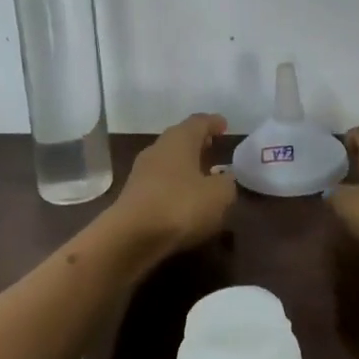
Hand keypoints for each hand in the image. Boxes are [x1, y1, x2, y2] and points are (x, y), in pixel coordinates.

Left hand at [109, 113, 236, 257]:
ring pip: (168, 160)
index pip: (198, 122)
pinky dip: (174, 184)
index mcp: (180, 139)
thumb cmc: (180, 205)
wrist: (131, 236)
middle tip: (213, 146)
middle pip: (180, 138)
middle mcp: (158, 148)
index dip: (213, 122)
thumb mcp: (219, 195)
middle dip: (197, 142)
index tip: (224, 125)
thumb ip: (227, 183)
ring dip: (185, 164)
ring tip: (201, 174)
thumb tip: (225, 178)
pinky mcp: (133, 194)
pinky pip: (160, 181)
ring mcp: (142, 171)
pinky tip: (184, 198)